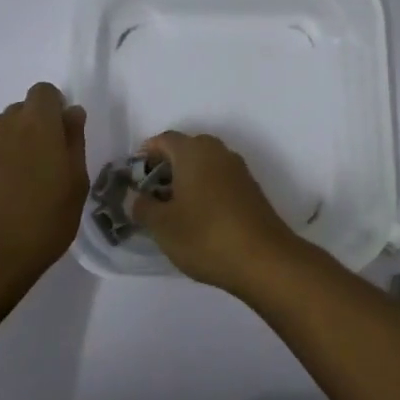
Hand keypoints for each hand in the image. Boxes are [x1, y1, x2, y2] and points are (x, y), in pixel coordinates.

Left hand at [0, 82, 88, 321]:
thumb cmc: (43, 220)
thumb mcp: (76, 183)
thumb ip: (74, 142)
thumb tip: (72, 113)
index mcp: (37, 123)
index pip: (44, 92)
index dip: (56, 107)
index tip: (66, 134)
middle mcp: (5, 126)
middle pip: (23, 109)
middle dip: (38, 125)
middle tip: (53, 161)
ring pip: (5, 131)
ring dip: (19, 144)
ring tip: (32, 181)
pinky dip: (2, 163)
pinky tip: (10, 195)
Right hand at [131, 131, 304, 292]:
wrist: (265, 259)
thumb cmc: (206, 236)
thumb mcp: (163, 225)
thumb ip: (143, 207)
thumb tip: (135, 197)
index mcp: (194, 151)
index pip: (163, 140)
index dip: (146, 155)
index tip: (134, 178)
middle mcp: (218, 152)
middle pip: (186, 149)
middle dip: (166, 167)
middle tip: (151, 194)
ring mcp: (238, 170)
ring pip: (205, 165)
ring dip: (187, 180)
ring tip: (172, 209)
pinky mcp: (251, 190)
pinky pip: (220, 180)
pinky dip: (205, 191)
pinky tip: (198, 218)